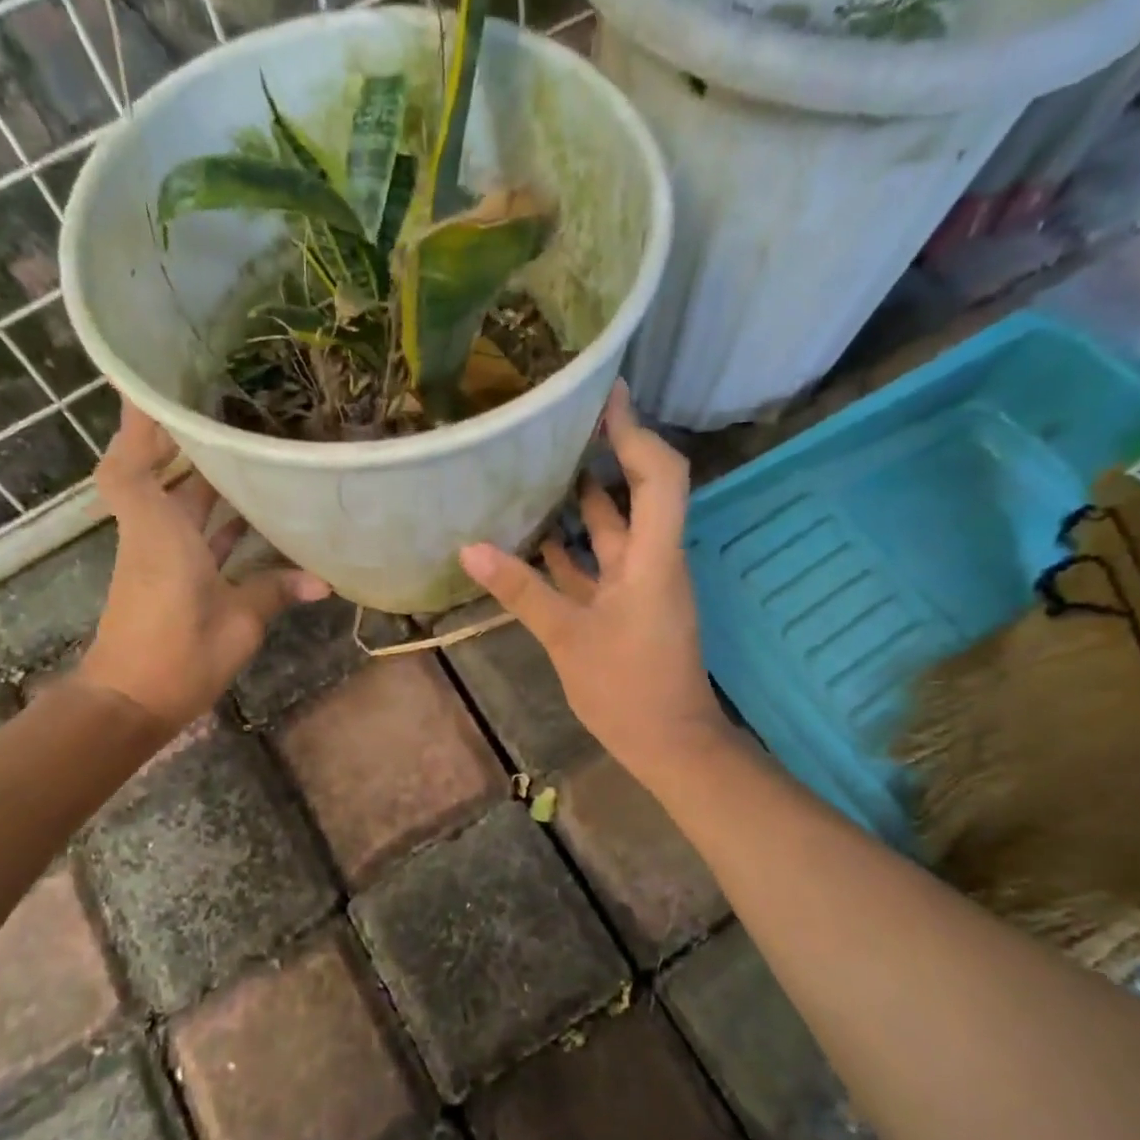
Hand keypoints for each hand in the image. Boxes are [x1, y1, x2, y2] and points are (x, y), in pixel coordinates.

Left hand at [78, 407, 330, 729]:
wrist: (130, 702)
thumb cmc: (178, 652)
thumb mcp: (238, 621)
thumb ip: (276, 591)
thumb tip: (324, 581)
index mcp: (161, 532)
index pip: (134, 463)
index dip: (138, 422)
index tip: (154, 382)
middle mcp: (154, 534)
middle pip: (161, 474)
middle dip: (187, 441)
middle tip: (228, 407)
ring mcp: (160, 556)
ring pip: (181, 505)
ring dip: (207, 480)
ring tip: (250, 449)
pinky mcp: (170, 578)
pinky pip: (193, 534)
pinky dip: (218, 521)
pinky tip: (254, 513)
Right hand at [459, 381, 725, 779]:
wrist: (669, 745)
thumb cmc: (627, 689)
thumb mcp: (567, 637)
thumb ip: (520, 589)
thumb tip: (469, 547)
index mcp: (653, 557)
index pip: (660, 475)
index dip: (635, 431)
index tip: (606, 394)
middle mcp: (651, 560)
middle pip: (635, 492)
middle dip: (602, 454)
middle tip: (556, 424)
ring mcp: (639, 584)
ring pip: (611, 528)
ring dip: (581, 500)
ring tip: (535, 467)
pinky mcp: (626, 605)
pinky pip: (597, 562)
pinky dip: (571, 547)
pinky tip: (533, 534)